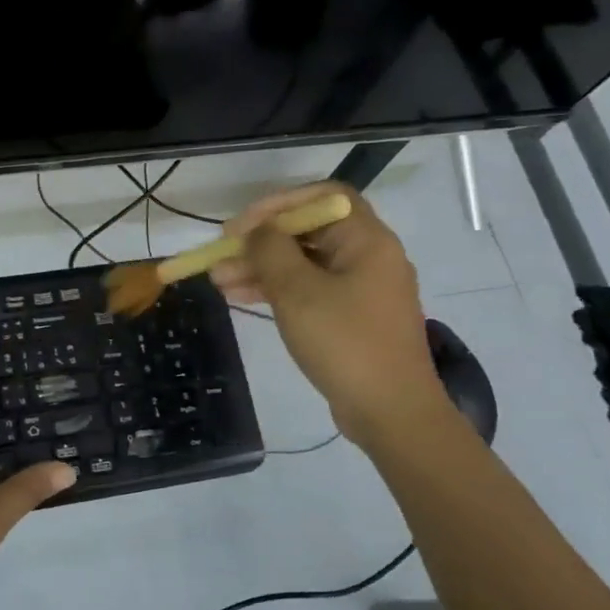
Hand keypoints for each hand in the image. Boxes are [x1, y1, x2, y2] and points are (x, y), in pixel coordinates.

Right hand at [210, 182, 446, 441]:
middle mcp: (368, 257)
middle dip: (261, 242)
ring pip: (304, 265)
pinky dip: (277, 291)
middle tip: (221, 256)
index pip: (324, 197)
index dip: (279, 203)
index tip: (243, 225)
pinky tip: (241, 298)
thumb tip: (256, 231)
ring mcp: (361, 290)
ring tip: (219, 280)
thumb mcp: (298, 292)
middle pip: (309, 232)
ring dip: (261, 268)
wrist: (391, 412)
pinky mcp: (351, 318)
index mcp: (367, 241)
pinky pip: (310, 291)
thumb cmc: (345, 342)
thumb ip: (271, 251)